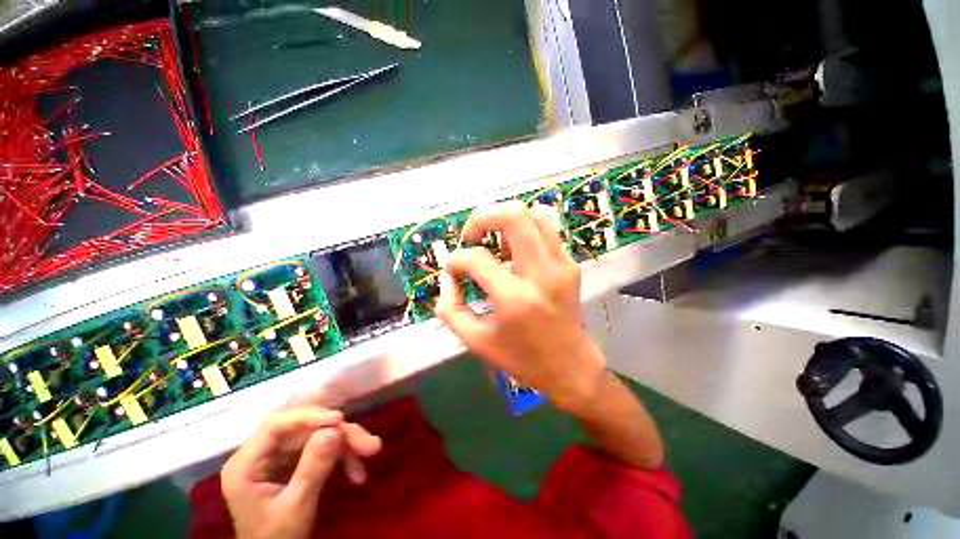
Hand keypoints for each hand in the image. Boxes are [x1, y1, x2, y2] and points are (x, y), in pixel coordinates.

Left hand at [221, 407, 381, 538]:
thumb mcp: (295, 507)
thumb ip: (313, 469)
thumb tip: (335, 429)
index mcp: (247, 464)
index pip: (276, 425)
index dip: (309, 417)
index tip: (340, 420)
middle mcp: (262, 454)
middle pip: (304, 429)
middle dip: (338, 433)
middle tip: (368, 444)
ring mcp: (280, 457)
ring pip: (318, 436)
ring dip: (346, 443)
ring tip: (371, 451)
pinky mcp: (295, 462)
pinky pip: (322, 448)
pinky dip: (342, 456)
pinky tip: (357, 472)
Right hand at [435, 201, 605, 412]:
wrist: (570, 366)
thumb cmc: (521, 358)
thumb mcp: (476, 341)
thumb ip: (450, 309)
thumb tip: (448, 277)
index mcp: (515, 299)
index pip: (476, 259)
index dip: (455, 261)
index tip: (453, 271)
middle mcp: (542, 274)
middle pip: (514, 216)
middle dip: (483, 217)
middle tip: (471, 236)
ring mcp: (561, 265)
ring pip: (535, 215)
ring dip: (507, 221)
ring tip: (495, 243)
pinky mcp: (570, 264)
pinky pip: (547, 230)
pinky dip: (525, 231)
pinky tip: (515, 252)